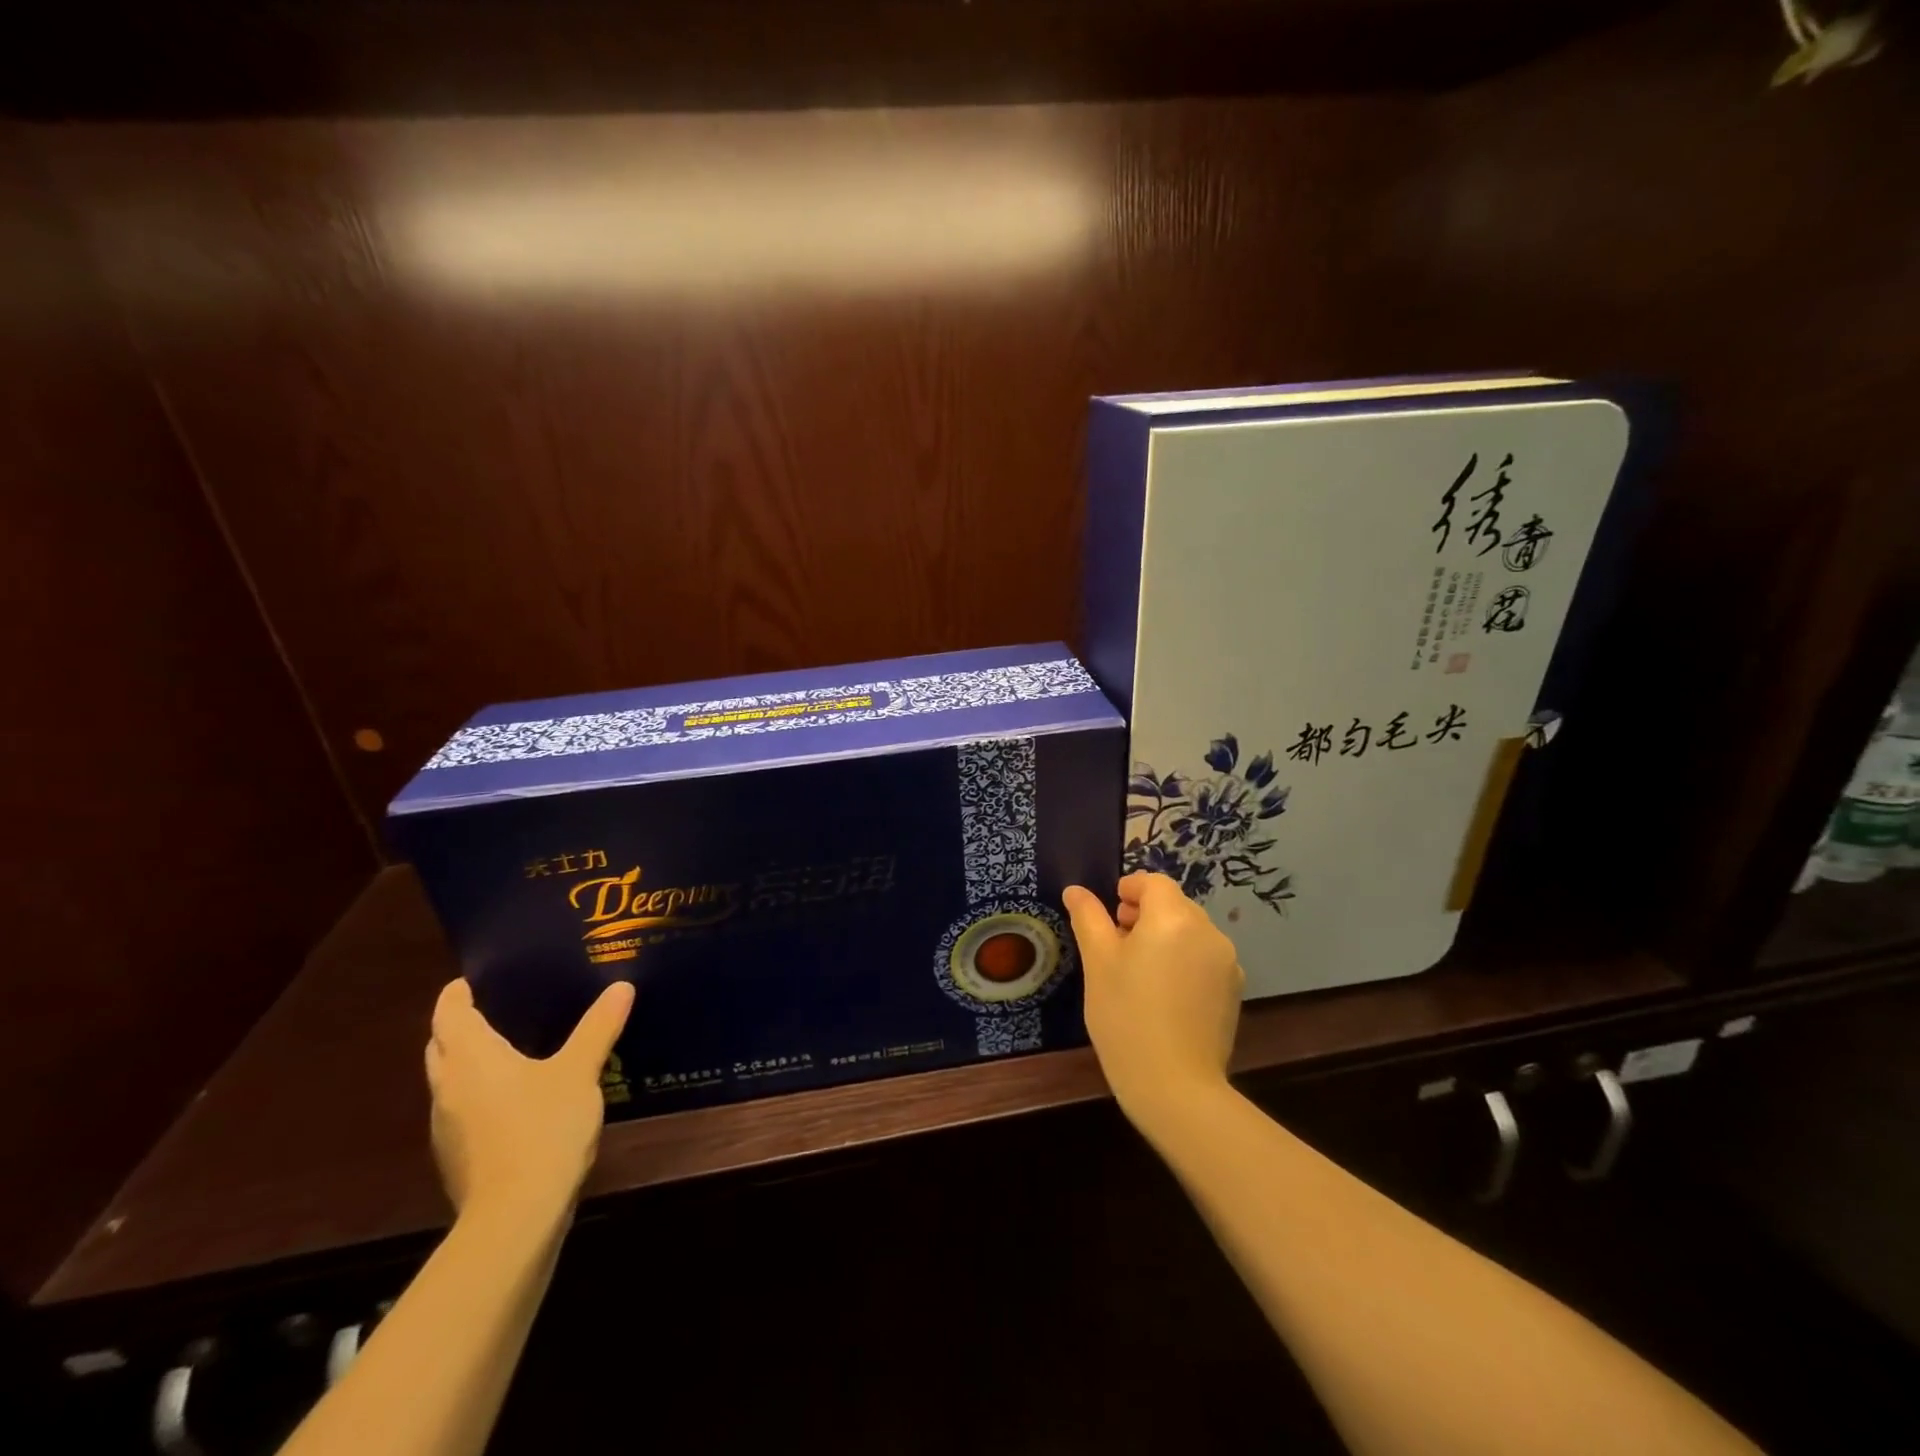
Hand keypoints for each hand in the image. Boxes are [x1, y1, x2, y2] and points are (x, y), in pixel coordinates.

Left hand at [424, 978, 634, 1222]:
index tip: (472, 978)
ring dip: (467, 1061)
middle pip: (442, 1046)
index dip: (456, 994)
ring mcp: (447, 1127)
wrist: (515, 1217)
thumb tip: (621, 987)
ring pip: (450, 1080)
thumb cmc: (542, 1128)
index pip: (449, 1014)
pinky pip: (462, 1109)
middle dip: (459, 1025)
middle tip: (495, 1007)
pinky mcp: (458, 1157)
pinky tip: (515, 1098)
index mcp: (471, 1058)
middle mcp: (448, 1087)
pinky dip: (479, 1093)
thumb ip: (598, 1027)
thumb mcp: (579, 1071)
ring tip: (508, 1048)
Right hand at [1063, 872, 1243, 1124]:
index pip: (1154, 883)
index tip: (1110, 911)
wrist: (1175, 1085)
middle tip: (1117, 940)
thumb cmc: (1125, 1016)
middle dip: (1146, 913)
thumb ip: (1088, 918)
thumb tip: (1076, 890)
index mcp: (1173, 917)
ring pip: (1191, 932)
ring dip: (1166, 936)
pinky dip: (1184, 961)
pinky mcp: (1234, 990)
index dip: (1130, 889)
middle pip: (1174, 905)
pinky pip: (1205, 958)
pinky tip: (1164, 993)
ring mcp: (1227, 962)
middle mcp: (1207, 931)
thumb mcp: (1097, 963)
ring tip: (1138, 969)